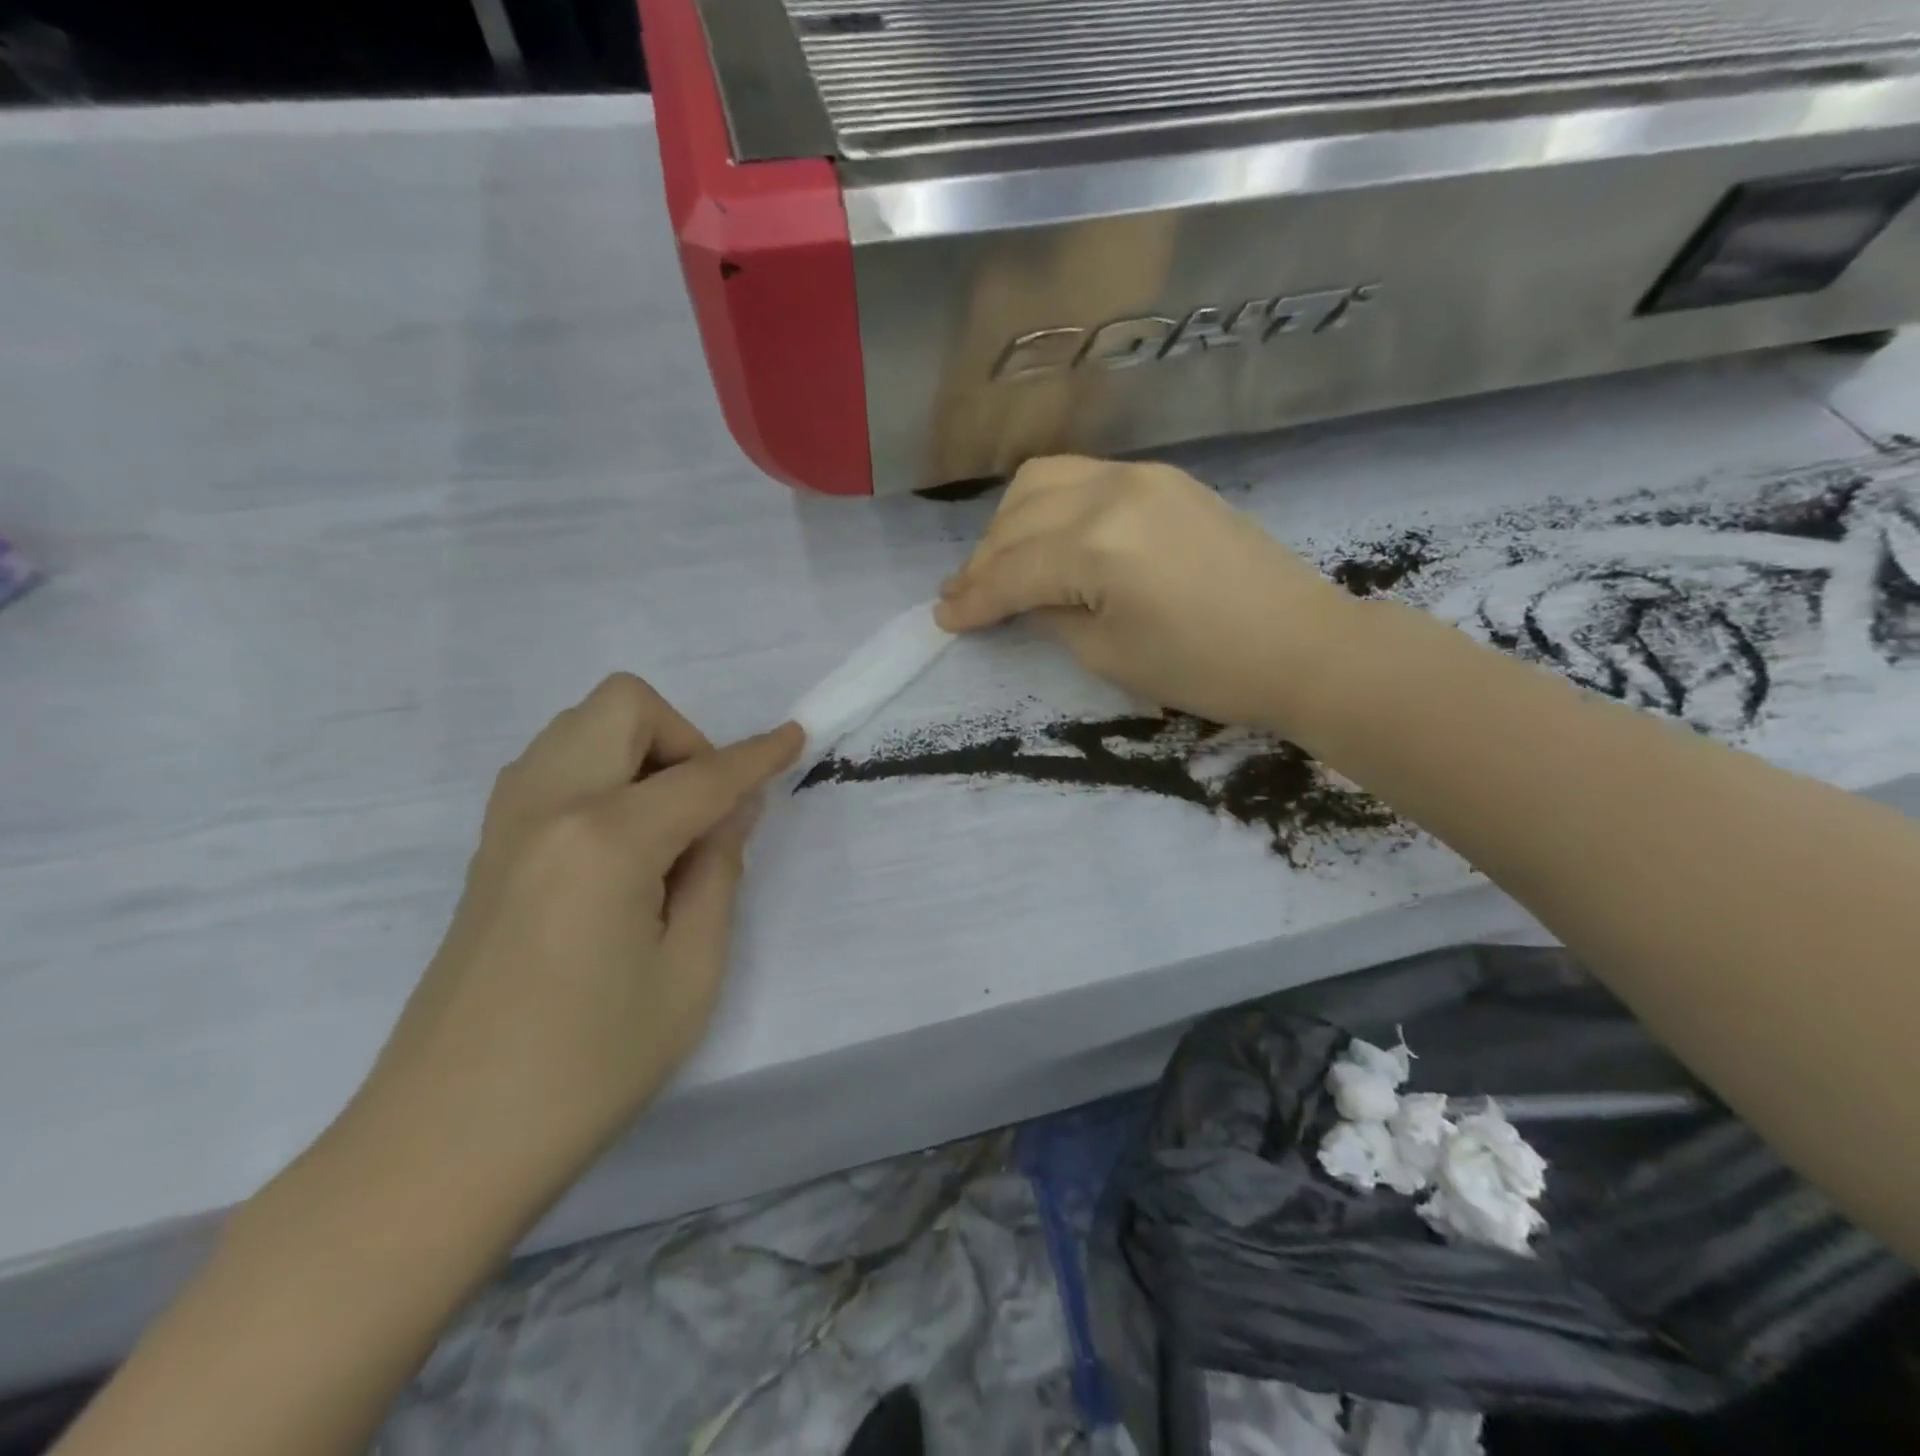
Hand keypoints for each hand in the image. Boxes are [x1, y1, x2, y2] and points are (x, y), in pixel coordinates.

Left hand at [347, 674, 801, 1217]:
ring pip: (581, 727)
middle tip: (707, 812)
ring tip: (667, 829)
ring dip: (639, 751)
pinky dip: (602, 775)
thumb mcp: (690, 974)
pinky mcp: (489, 850)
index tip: (796, 736)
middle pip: (623, 706)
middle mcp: (547, 806)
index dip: (758, 755)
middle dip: (683, 738)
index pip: (703, 776)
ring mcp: (506, 824)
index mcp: (605, 839)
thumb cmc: (588, 1068)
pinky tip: (621, 847)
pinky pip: (552, 766)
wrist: (444, 1146)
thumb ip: (718, 873)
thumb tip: (730, 811)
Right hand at [934, 456, 1357, 732]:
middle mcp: (1113, 492)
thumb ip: (1051, 616)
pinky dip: (1051, 506)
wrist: (1302, 645)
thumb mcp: (1108, 656)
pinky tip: (1048, 537)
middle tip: (963, 597)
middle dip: (982, 560)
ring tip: (1001, 564)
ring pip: (1046, 480)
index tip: (942, 620)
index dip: (973, 600)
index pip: (1013, 571)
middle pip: (1019, 517)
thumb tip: (1021, 598)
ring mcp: (1143, 476)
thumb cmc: (1204, 669)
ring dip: (1011, 523)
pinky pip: (1085, 477)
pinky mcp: (1166, 479)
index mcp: (1098, 545)